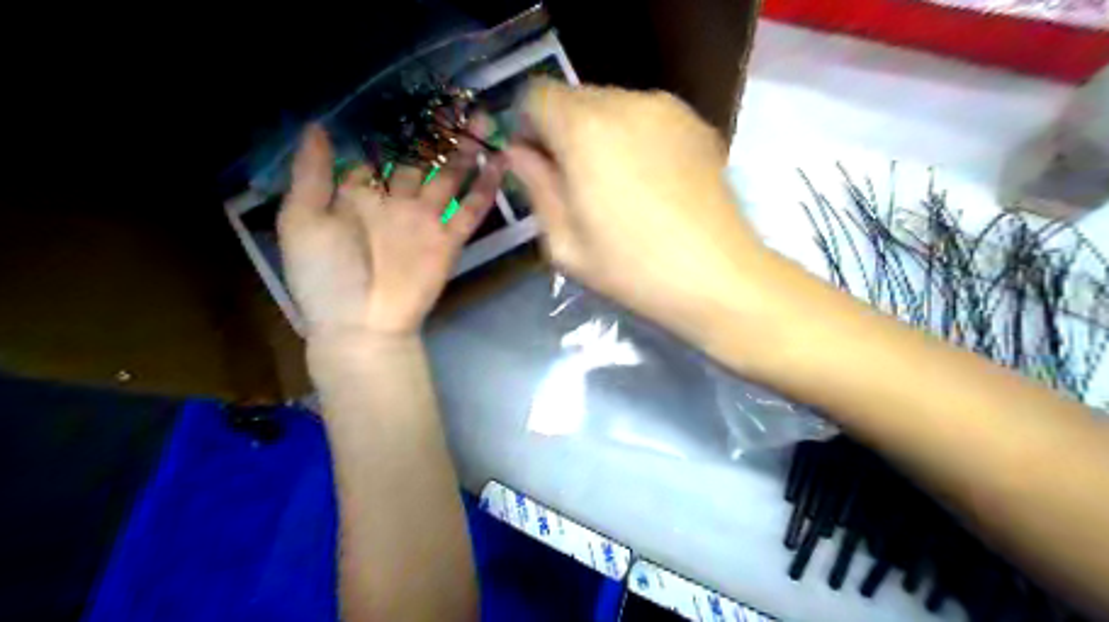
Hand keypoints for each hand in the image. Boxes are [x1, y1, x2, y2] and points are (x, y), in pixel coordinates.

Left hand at [281, 122, 506, 337]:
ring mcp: (426, 221)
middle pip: (423, 159)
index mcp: (361, 194)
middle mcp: (397, 202)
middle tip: (458, 102)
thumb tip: (318, 125)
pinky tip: (500, 163)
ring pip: (451, 178)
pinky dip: (486, 189)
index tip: (414, 96)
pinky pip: (471, 211)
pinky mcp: (449, 241)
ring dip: (467, 152)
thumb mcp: (301, 219)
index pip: (382, 151)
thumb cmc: (324, 274)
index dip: (397, 125)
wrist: (359, 324)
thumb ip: (312, 173)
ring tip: (484, 121)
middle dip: (439, 132)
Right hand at [506, 80, 768, 342]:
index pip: (536, 96)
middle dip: (563, 131)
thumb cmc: (632, 268)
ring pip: (613, 105)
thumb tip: (521, 154)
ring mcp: (668, 109)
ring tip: (616, 185)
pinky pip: (647, 118)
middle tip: (575, 181)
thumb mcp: (564, 242)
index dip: (527, 127)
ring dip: (599, 135)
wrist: (717, 277)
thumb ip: (535, 187)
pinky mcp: (698, 124)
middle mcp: (626, 102)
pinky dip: (635, 138)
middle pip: (575, 98)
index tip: (536, 165)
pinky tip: (650, 182)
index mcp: (584, 130)